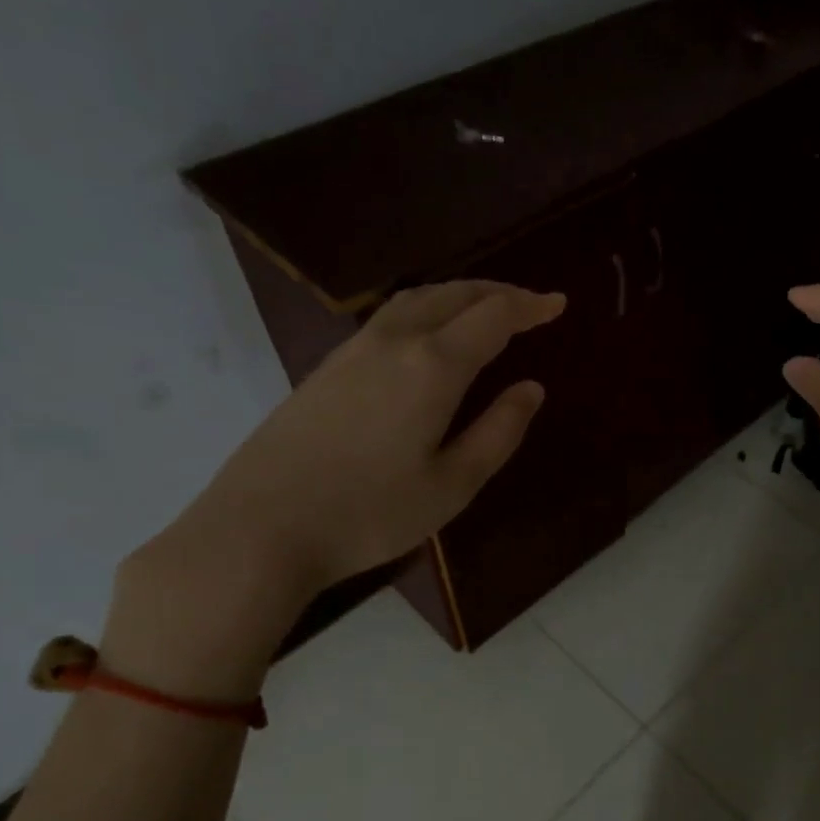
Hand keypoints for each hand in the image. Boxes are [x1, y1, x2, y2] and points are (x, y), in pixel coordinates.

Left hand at [106, 282, 563, 697]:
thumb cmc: (369, 513)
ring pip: (416, 300)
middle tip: (529, 303)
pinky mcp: (327, 367)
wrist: (261, 528)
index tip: (558, 303)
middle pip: (452, 295)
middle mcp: (394, 343)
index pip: (492, 317)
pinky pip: (390, 317)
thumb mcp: (452, 485)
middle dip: (496, 292)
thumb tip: (531, 388)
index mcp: (433, 367)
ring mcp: (353, 350)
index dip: (529, 306)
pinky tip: (428, 334)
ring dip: (458, 295)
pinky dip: (425, 309)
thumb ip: (498, 432)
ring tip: (484, 308)